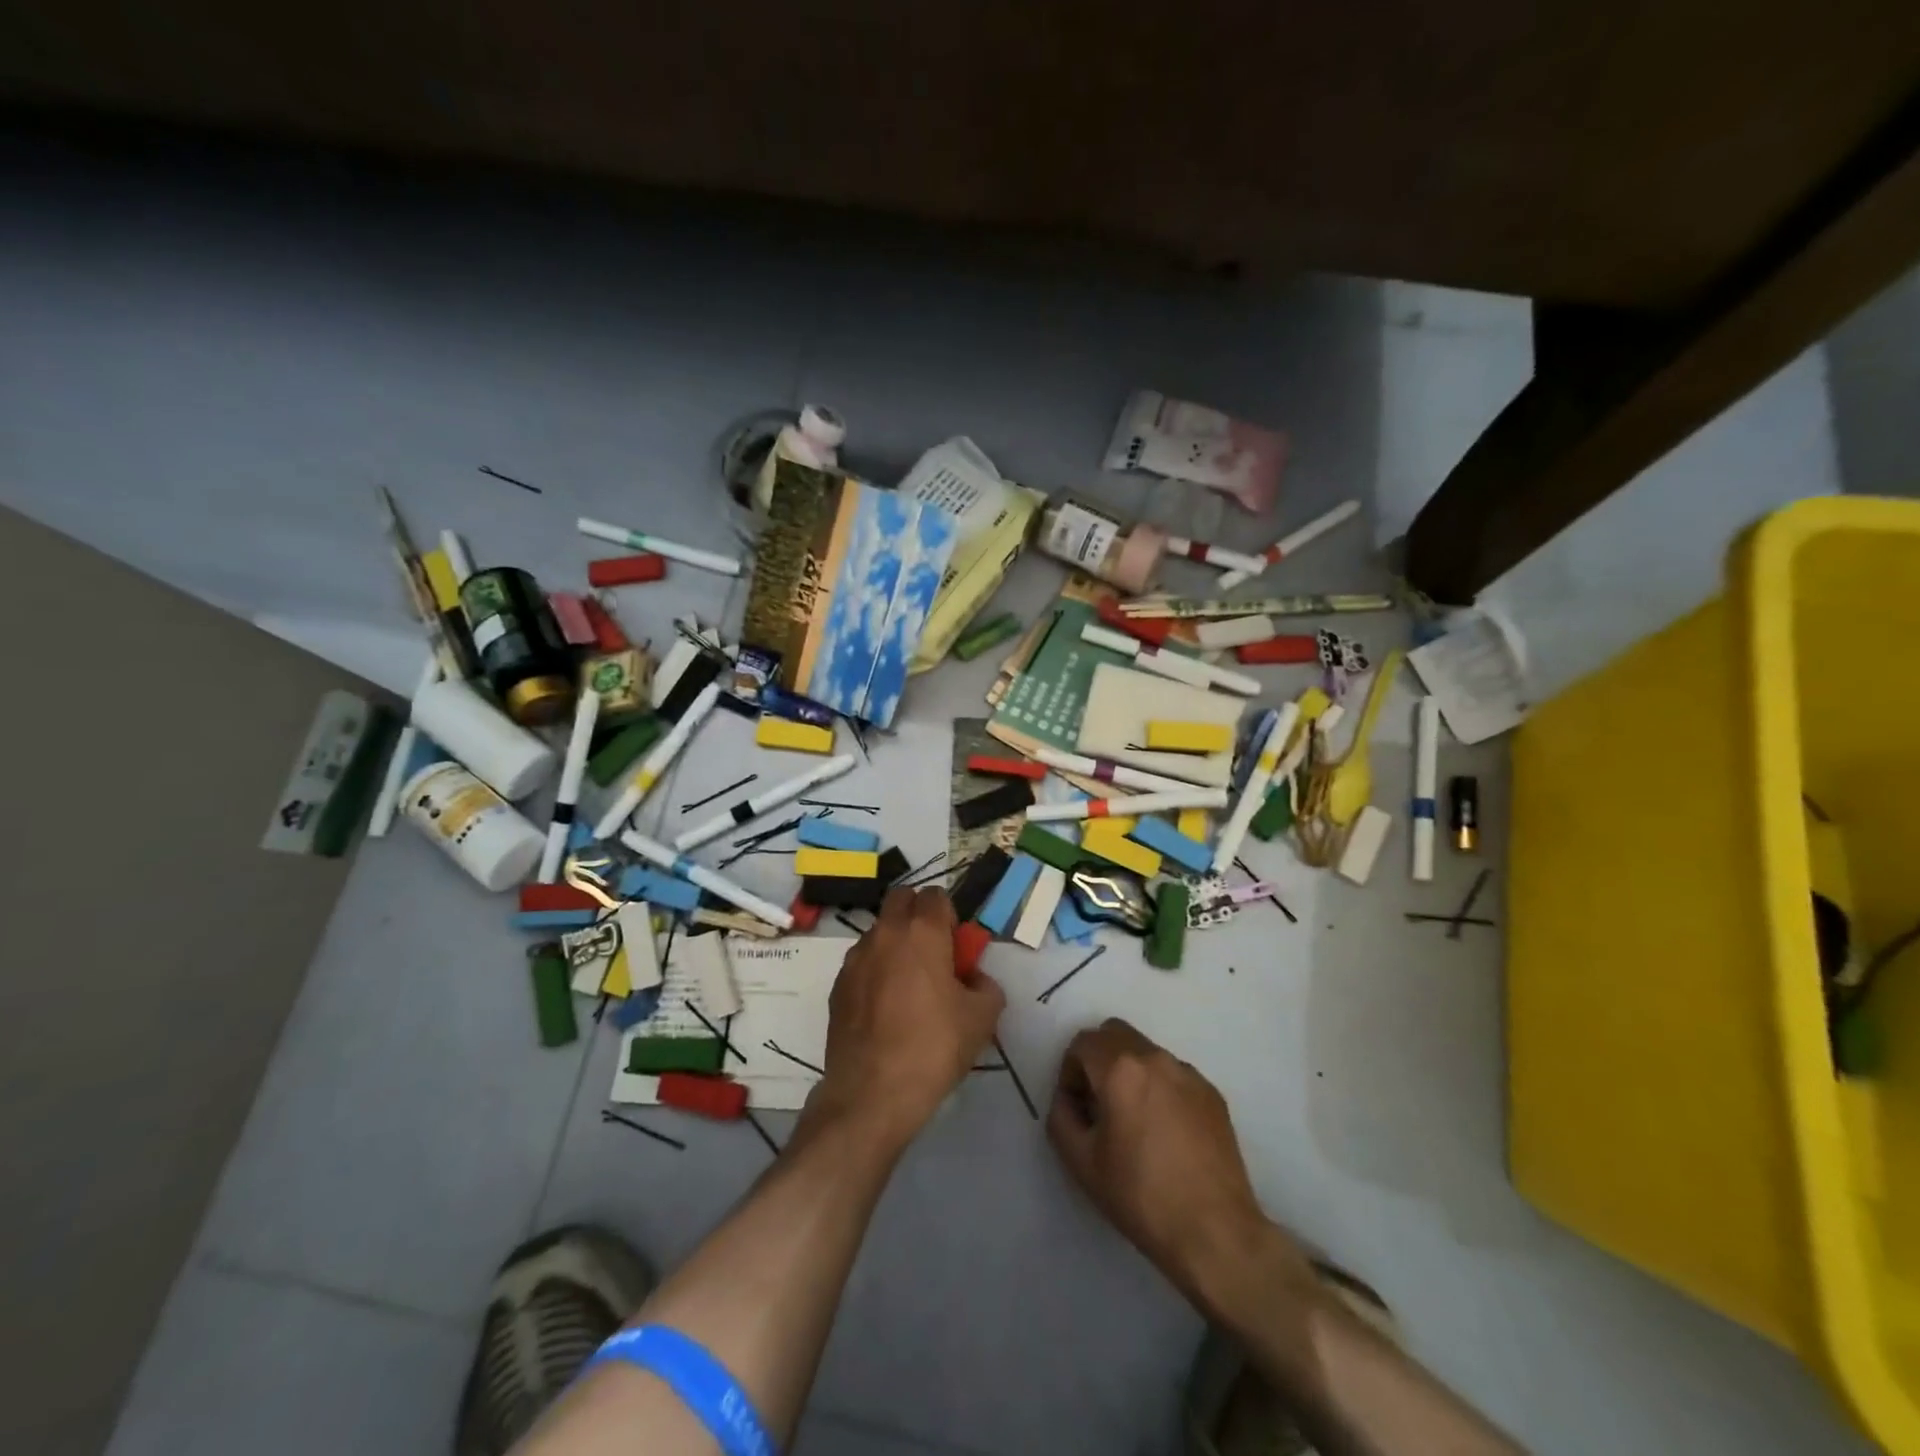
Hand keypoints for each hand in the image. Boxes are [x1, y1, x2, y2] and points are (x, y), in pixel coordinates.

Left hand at [803, 887, 1005, 1152]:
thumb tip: (973, 979)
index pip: (936, 896)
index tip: (957, 946)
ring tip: (908, 987)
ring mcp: (855, 958)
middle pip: (901, 900)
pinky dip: (876, 972)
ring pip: (879, 931)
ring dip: (895, 944)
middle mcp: (885, 933)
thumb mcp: (982, 1018)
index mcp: (922, 932)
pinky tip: (885, 1010)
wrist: (872, 1093)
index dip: (950, 916)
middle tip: (934, 953)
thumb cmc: (934, 1047)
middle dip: (918, 915)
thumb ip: (986, 986)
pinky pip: (862, 963)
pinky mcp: (837, 985)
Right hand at [1047, 1018, 1311, 1312]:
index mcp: (1121, 1069)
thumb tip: (1068, 1099)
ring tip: (1134, 1120)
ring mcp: (1189, 1073)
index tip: (1076, 1106)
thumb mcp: (1082, 1163)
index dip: (1070, 1071)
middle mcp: (1156, 1058)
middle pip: (1115, 1034)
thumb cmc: (1141, 1197)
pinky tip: (1165, 1132)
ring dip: (1130, 1072)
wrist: (1216, 1233)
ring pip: (1146, 1052)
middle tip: (1098, 1103)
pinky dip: (1159, 1087)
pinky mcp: (1212, 1093)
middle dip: (1098, 1060)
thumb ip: (1061, 1117)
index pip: (1083, 1042)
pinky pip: (1173, 1074)